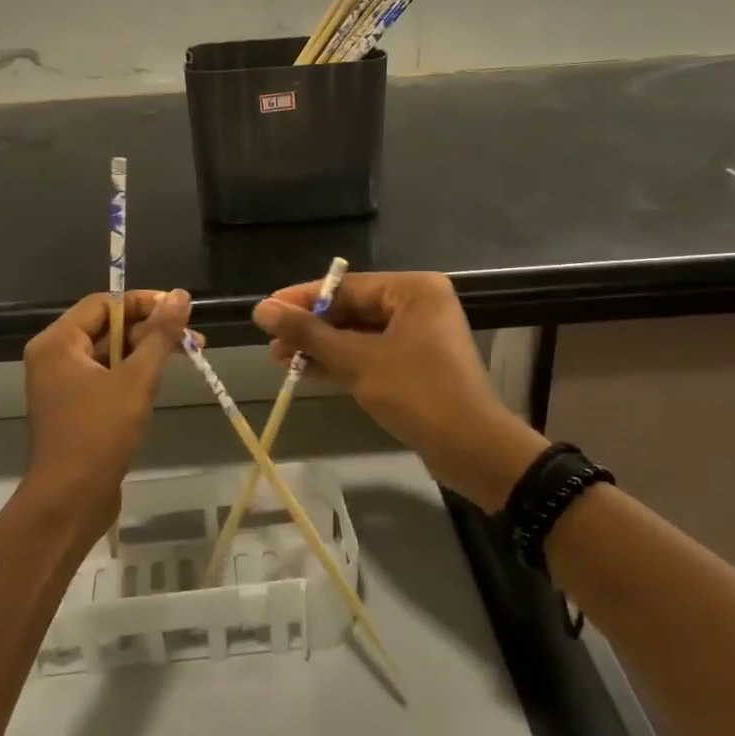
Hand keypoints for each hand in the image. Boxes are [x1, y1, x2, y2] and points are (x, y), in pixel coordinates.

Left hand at [23, 289, 192, 526]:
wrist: (70, 501)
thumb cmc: (99, 435)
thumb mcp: (136, 380)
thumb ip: (159, 335)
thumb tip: (181, 295)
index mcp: (57, 342)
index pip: (104, 304)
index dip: (143, 302)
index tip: (180, 310)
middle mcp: (54, 356)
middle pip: (107, 326)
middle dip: (150, 328)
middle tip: (193, 337)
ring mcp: (62, 384)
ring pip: (110, 352)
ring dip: (146, 351)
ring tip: (189, 354)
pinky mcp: (75, 407)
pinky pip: (106, 376)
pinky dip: (133, 372)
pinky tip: (162, 378)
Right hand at [254, 272, 546, 512]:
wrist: (472, 449)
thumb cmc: (417, 393)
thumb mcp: (357, 361)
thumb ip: (309, 334)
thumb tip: (262, 309)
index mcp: (412, 290)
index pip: (345, 286)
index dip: (302, 299)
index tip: (265, 311)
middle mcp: (418, 304)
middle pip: (351, 309)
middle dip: (311, 328)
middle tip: (272, 344)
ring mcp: (418, 335)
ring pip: (358, 334)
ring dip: (321, 347)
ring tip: (281, 360)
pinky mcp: (415, 363)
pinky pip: (370, 353)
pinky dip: (341, 362)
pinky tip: (307, 372)